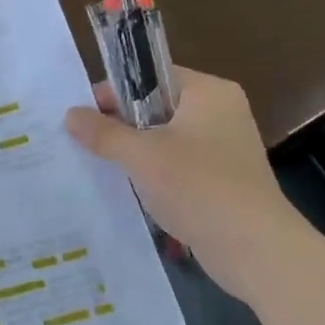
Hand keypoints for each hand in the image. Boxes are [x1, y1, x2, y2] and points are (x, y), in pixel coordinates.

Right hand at [64, 68, 305, 301]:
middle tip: (84, 141)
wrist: (254, 249)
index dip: (114, 91)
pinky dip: (153, 171)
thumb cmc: (198, 187)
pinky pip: (177, 163)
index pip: (152, 75)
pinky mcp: (222, 177)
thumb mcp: (141, 156)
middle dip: (120, 123)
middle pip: (157, 106)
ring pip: (166, 137)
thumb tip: (70, 114)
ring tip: (99, 164)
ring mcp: (224, 146)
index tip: (83, 114)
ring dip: (135, 150)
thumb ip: (104, 133)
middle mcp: (221, 111)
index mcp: (208, 92)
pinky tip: (127, 187)